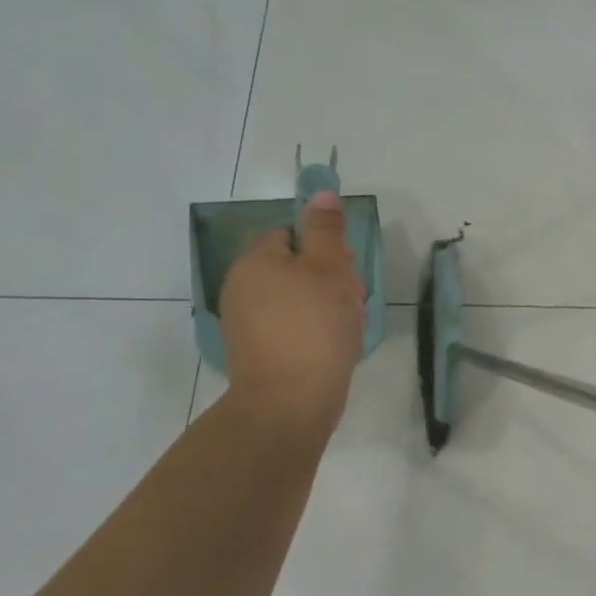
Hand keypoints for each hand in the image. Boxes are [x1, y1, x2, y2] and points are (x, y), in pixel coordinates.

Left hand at [219, 190, 366, 435]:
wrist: (291, 401)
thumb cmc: (314, 325)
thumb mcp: (329, 267)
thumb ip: (326, 229)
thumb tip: (321, 194)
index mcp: (255, 261)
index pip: (292, 234)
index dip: (325, 246)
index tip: (346, 268)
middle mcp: (243, 287)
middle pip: (297, 265)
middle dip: (331, 277)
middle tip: (352, 298)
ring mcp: (248, 323)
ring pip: (300, 297)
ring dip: (329, 304)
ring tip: (348, 324)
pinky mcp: (259, 352)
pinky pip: (294, 325)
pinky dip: (316, 329)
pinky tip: (336, 344)